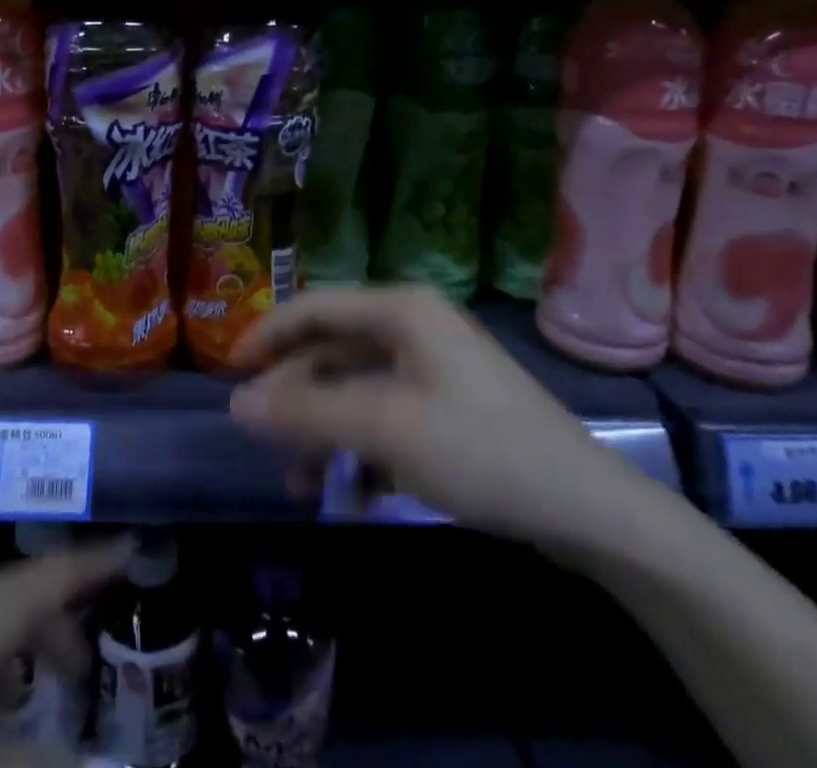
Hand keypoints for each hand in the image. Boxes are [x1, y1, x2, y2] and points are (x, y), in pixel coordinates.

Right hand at [228, 287, 661, 555]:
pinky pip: (383, 416)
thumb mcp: (385, 428)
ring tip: (302, 486)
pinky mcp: (444, 407)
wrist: (588, 509)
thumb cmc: (481, 449)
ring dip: (324, 432)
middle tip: (264, 444)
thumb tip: (236, 404)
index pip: (313, 307)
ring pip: (354, 389)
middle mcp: (412, 326)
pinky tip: (351, 493)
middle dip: (296, 399)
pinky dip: (360, 449)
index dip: (266, 335)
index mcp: (400, 310)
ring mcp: (431, 367)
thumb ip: (307, 413)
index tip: (228, 373)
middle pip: (331, 351)